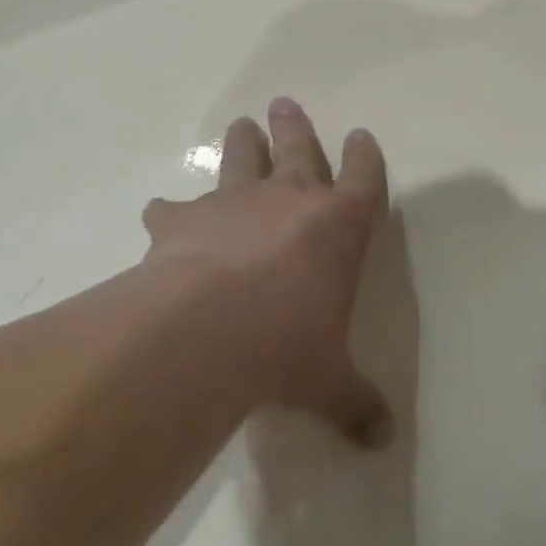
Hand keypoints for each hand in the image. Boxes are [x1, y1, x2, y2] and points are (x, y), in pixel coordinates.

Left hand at [141, 97, 392, 445]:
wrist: (208, 330)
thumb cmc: (289, 342)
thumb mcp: (329, 379)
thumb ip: (356, 403)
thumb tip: (385, 442)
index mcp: (341, 223)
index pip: (364, 176)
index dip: (365, 155)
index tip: (361, 135)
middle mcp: (292, 200)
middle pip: (298, 149)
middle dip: (295, 128)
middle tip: (285, 104)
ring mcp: (235, 203)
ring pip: (242, 161)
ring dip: (242, 144)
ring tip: (239, 124)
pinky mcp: (183, 222)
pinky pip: (176, 208)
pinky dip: (170, 210)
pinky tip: (160, 210)